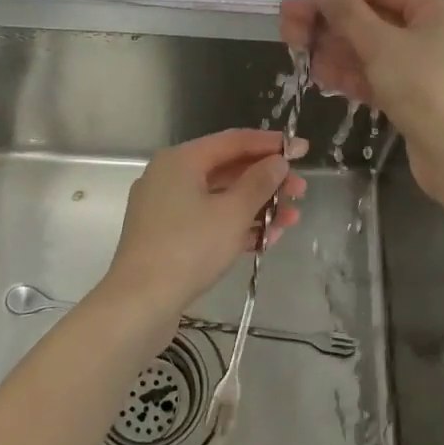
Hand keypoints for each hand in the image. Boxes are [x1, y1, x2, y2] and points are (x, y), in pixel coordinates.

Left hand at [101, 129, 305, 327]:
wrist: (140, 303)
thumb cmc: (188, 248)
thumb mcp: (232, 213)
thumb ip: (259, 182)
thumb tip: (278, 161)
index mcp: (181, 160)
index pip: (233, 141)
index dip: (271, 144)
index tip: (303, 149)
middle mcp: (170, 176)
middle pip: (228, 170)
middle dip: (267, 181)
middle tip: (300, 192)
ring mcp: (167, 208)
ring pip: (221, 198)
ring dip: (257, 207)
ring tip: (290, 221)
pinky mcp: (168, 237)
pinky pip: (209, 221)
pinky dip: (236, 227)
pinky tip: (266, 240)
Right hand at [279, 0, 443, 194]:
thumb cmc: (423, 86)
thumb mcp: (380, 44)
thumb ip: (347, 13)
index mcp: (433, 9)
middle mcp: (429, 32)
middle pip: (370, 19)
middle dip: (328, 20)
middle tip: (287, 21)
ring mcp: (420, 67)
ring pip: (368, 50)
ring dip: (331, 47)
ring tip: (293, 46)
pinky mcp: (411, 97)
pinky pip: (374, 76)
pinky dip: (347, 73)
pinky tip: (316, 72)